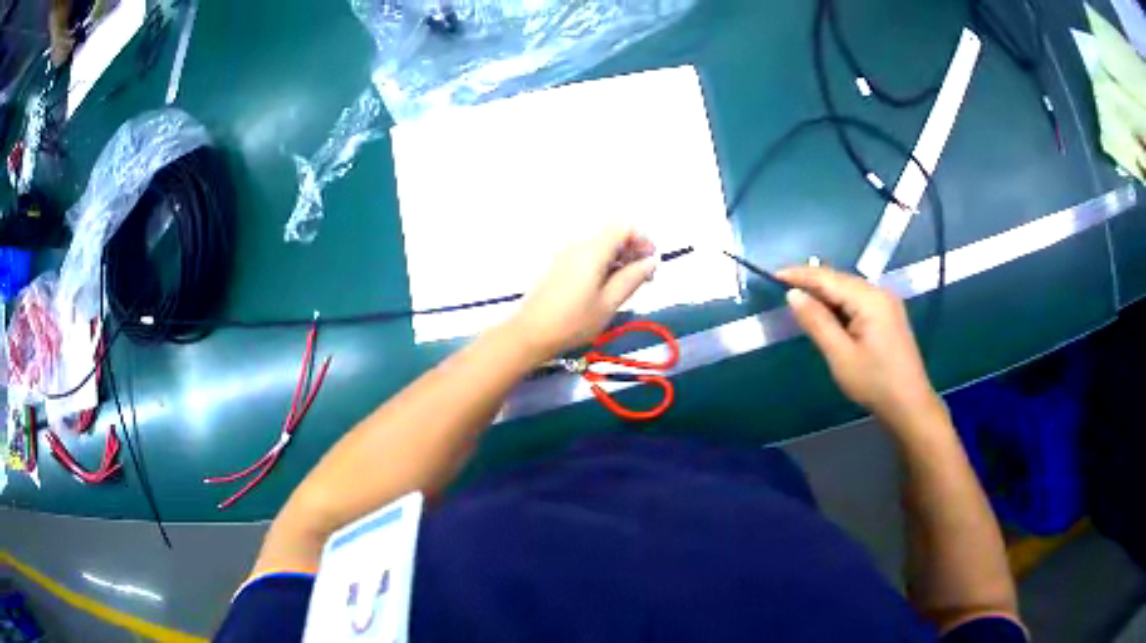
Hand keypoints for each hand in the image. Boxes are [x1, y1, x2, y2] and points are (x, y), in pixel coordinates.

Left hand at [508, 225, 656, 359]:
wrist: (530, 333)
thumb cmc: (573, 321)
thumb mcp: (609, 303)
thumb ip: (632, 278)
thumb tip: (651, 261)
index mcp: (593, 250)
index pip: (624, 228)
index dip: (642, 240)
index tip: (651, 262)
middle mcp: (578, 244)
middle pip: (612, 235)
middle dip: (632, 250)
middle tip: (645, 278)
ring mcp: (566, 254)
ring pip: (600, 245)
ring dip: (618, 259)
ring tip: (628, 286)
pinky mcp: (558, 265)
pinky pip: (587, 255)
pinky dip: (603, 264)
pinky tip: (607, 287)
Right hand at [778, 266, 940, 429]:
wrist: (909, 404)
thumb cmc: (874, 382)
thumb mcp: (840, 355)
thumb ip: (817, 322)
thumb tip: (793, 295)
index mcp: (869, 299)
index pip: (828, 278)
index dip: (800, 274)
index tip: (773, 274)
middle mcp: (879, 292)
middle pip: (839, 280)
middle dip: (811, 282)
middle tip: (782, 289)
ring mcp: (886, 303)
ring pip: (848, 290)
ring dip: (824, 294)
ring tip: (800, 302)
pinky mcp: (888, 315)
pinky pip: (857, 300)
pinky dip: (838, 304)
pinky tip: (827, 314)